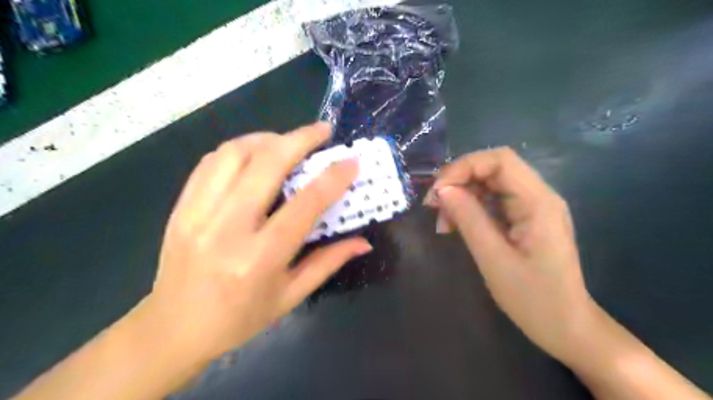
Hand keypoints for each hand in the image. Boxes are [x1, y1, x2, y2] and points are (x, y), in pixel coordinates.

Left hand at [143, 124, 370, 363]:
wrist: (173, 329)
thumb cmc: (240, 318)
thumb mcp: (291, 296)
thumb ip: (329, 262)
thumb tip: (363, 241)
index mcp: (260, 258)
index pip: (305, 204)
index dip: (333, 177)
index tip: (350, 160)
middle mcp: (227, 229)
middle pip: (266, 164)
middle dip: (300, 139)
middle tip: (322, 130)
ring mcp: (198, 213)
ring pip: (234, 153)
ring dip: (267, 138)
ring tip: (288, 142)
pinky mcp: (181, 207)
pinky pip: (210, 162)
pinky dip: (238, 149)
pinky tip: (255, 154)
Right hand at [426, 148, 594, 364]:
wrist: (566, 327)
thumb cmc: (533, 299)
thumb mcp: (493, 258)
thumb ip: (468, 219)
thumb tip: (442, 190)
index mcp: (538, 202)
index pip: (500, 161)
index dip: (463, 167)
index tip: (437, 191)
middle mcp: (538, 196)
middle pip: (493, 168)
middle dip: (459, 180)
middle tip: (433, 205)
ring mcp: (532, 207)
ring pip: (490, 183)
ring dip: (462, 195)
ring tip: (443, 221)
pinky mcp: (524, 218)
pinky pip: (493, 201)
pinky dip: (470, 208)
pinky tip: (456, 225)